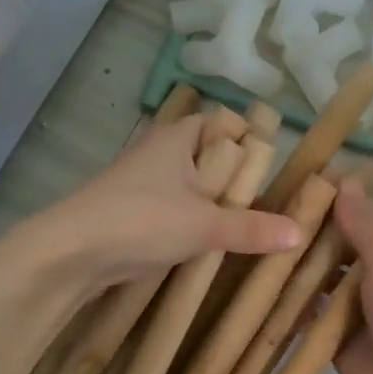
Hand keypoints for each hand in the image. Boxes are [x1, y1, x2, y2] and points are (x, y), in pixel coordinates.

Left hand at [26, 114, 302, 291]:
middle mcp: (158, 152)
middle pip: (206, 156)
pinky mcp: (130, 212)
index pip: (219, 121)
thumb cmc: (143, 220)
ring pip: (187, 186)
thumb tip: (300, 232)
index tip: (268, 163)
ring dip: (210, 204)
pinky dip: (189, 222)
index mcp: (177, 138)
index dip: (244, 136)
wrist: (72, 252)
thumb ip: (252, 229)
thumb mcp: (206, 224)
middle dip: (232, 178)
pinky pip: (171, 209)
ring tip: (242, 227)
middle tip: (263, 202)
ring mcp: (140, 183)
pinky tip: (205, 245)